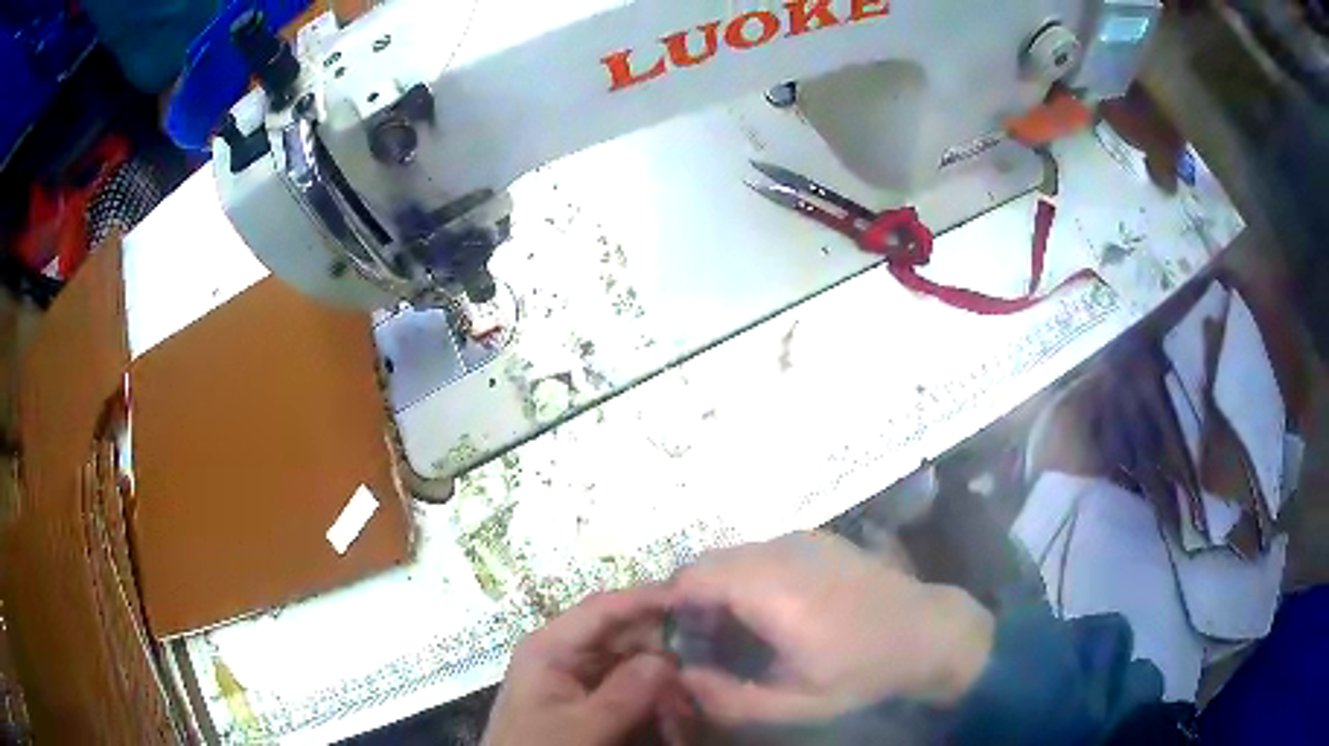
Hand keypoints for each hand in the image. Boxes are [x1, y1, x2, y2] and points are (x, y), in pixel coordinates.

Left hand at [482, 587, 681, 745]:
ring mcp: (580, 678)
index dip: (648, 599)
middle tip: (707, 667)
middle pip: (625, 635)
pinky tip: (674, 717)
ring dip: (665, 680)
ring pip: (635, 663)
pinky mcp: (591, 701)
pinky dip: (655, 700)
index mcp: (551, 647)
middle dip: (665, 650)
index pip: (604, 608)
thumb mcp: (580, 728)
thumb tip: (667, 660)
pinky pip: (632, 689)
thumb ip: (624, 694)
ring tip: (691, 701)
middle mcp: (566, 654)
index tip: (694, 600)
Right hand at [668, 531, 994, 725]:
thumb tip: (682, 675)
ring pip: (733, 554)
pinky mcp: (818, 538)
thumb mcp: (797, 705)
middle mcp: (781, 551)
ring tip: (734, 632)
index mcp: (772, 590)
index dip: (665, 603)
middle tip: (699, 643)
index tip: (664, 637)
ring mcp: (802, 539)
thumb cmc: (863, 671)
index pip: (691, 577)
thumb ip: (730, 698)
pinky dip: (745, 576)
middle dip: (690, 599)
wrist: (929, 631)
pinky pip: (760, 551)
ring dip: (718, 588)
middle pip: (708, 562)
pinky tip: (769, 611)